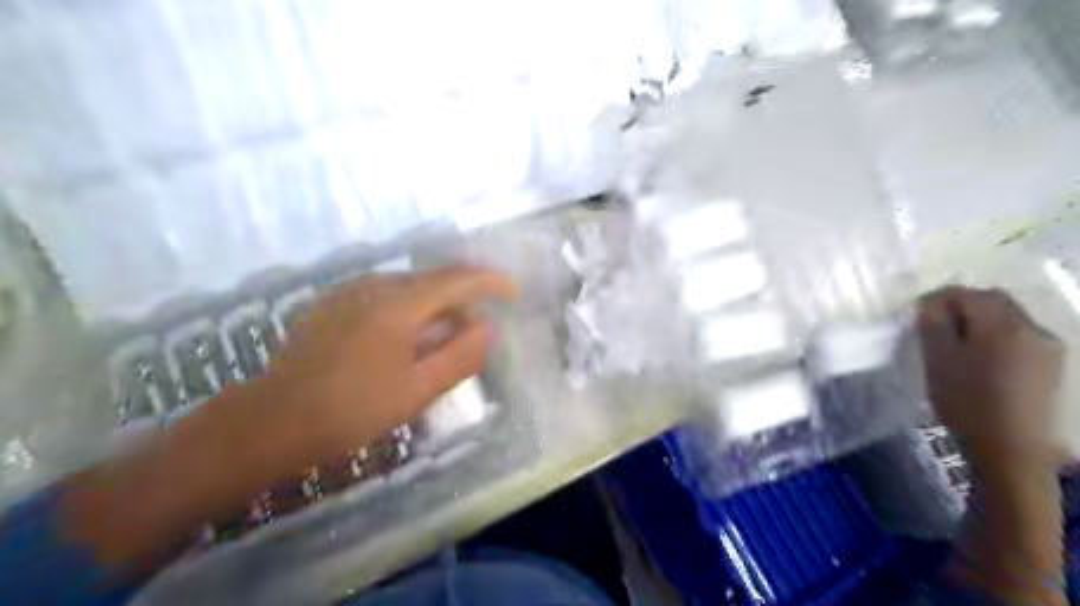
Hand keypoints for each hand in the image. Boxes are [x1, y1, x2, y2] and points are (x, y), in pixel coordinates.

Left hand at [247, 267, 516, 469]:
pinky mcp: (331, 304)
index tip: (512, 291)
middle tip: (475, 331)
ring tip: (441, 340)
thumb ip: (461, 355)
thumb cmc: (354, 409)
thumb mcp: (418, 389)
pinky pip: (383, 296)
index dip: (490, 282)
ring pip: (407, 288)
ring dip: (434, 307)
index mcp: (399, 302)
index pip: (457, 279)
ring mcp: (349, 292)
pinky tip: (403, 340)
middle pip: (432, 281)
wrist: (273, 421)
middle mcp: (374, 285)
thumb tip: (487, 328)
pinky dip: (407, 310)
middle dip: (462, 300)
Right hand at [913, 287, 1064, 466]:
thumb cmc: (966, 401)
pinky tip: (981, 359)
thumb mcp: (937, 359)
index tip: (918, 315)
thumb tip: (929, 303)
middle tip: (934, 327)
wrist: (1012, 448)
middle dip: (961, 307)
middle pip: (993, 301)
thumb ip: (933, 324)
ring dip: (980, 322)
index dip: (938, 299)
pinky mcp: (1052, 365)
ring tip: (956, 344)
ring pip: (1007, 318)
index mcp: (1002, 324)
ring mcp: (1048, 346)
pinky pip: (1019, 336)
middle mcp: (1032, 327)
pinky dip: (996, 337)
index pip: (966, 293)